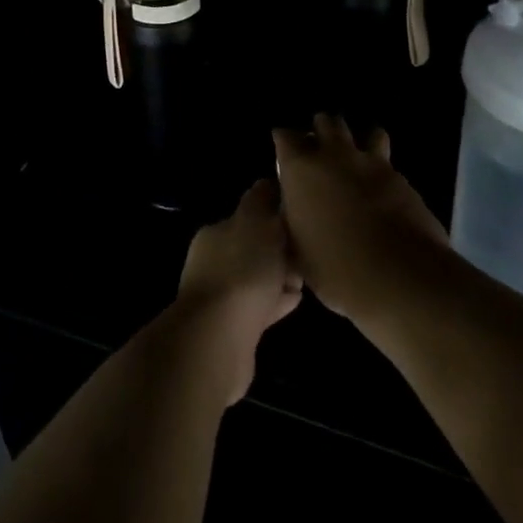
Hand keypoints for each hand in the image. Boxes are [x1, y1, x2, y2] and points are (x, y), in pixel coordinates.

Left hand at [174, 179, 304, 404]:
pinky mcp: (232, 329)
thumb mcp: (255, 222)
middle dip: (281, 251)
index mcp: (216, 233)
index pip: (249, 218)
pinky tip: (294, 301)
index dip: (276, 218)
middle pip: (254, 250)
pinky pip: (260, 308)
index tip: (302, 224)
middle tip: (310, 255)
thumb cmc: (241, 271)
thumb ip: (261, 200)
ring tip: (306, 279)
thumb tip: (267, 183)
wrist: (219, 339)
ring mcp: (220, 297)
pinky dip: (276, 302)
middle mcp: (213, 261)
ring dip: (280, 277)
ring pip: (257, 280)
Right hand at [272, 114, 447, 328]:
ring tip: (356, 157)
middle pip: (326, 122)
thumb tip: (295, 214)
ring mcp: (371, 163)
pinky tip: (381, 187)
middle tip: (319, 148)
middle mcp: (334, 155)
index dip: (284, 141)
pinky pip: (388, 161)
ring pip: (366, 131)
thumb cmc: (334, 268)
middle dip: (321, 129)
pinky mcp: (401, 178)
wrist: (398, 276)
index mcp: (300, 169)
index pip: (285, 136)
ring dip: (359, 139)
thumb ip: (293, 221)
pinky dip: (381, 168)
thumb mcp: (298, 250)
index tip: (285, 152)